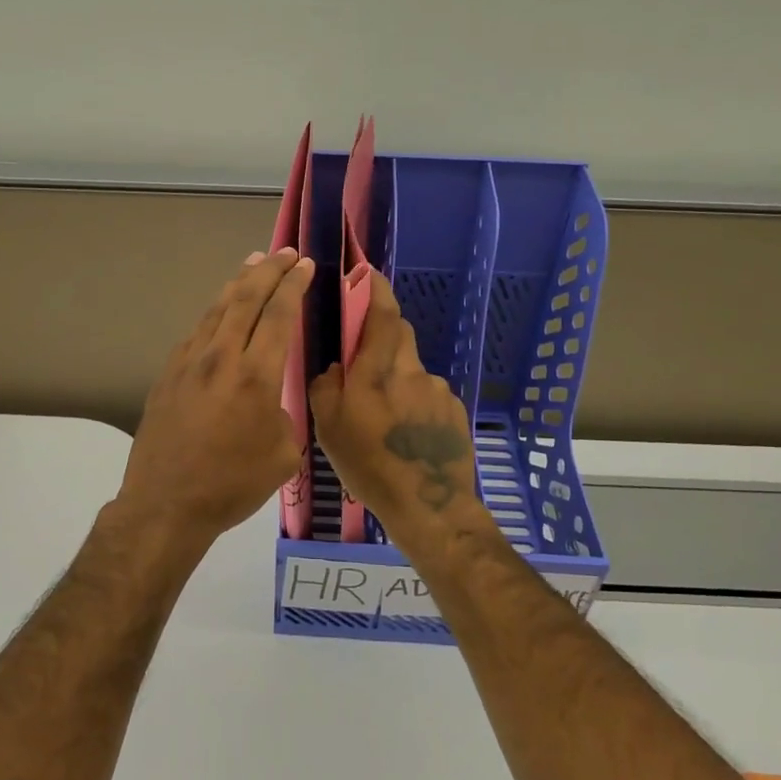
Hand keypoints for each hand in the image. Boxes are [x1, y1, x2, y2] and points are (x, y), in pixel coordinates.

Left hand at [115, 248, 315, 551]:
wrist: (166, 504)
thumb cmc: (232, 484)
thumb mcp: (282, 453)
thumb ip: (284, 414)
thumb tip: (271, 400)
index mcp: (256, 376)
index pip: (278, 314)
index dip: (294, 285)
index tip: (306, 265)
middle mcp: (221, 357)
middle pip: (245, 298)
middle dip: (269, 270)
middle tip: (286, 253)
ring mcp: (189, 363)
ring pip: (217, 309)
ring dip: (238, 283)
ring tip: (253, 264)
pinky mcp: (168, 374)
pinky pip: (197, 331)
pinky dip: (216, 313)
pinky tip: (221, 313)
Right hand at [310, 273, 479, 547]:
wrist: (428, 505)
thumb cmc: (369, 466)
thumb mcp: (328, 429)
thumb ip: (325, 387)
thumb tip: (336, 367)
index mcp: (376, 372)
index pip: (381, 315)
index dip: (376, 290)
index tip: (369, 274)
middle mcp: (411, 371)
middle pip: (400, 334)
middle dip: (383, 333)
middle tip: (365, 357)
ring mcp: (437, 390)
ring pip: (413, 367)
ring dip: (398, 377)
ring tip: (386, 417)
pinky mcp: (454, 410)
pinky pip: (429, 394)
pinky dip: (416, 402)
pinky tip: (408, 434)